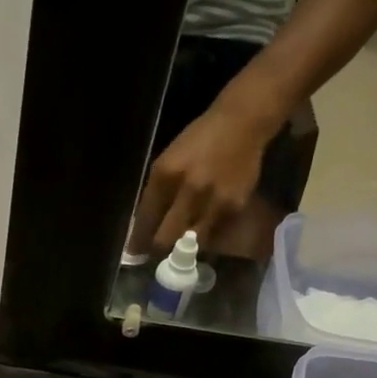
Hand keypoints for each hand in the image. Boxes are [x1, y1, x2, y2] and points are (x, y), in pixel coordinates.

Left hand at [146, 99, 279, 250]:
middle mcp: (188, 190)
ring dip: (183, 246)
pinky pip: (213, 233)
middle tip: (156, 252)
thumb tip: (144, 225)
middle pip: (165, 238)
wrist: (242, 124)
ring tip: (180, 244)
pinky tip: (203, 226)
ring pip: (190, 243)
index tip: (134, 254)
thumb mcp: (168, 160)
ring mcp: (213, 201)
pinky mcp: (234, 207)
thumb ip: (156, 192)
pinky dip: (205, 234)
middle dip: (158, 248)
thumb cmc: (199, 141)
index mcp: (165, 175)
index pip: (146, 219)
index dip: (138, 241)